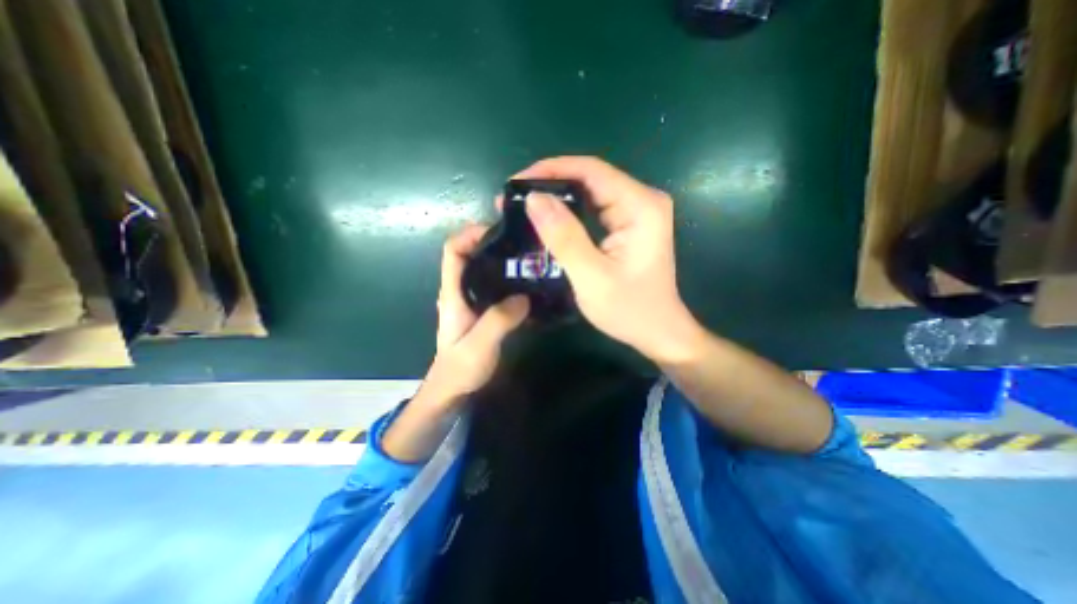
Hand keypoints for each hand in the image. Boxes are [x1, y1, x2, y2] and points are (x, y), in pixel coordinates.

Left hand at [426, 221, 532, 401]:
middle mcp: (460, 291)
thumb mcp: (479, 345)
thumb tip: (524, 297)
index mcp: (452, 293)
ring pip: (484, 270)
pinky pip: (494, 286)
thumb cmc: (460, 369)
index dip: (470, 235)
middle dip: (492, 243)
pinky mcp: (482, 310)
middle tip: (522, 243)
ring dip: (502, 260)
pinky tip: (528, 283)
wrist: (453, 389)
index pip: (453, 251)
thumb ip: (499, 320)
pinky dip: (508, 279)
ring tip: (529, 259)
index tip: (497, 231)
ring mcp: (471, 300)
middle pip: (470, 255)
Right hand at [516, 156, 707, 363]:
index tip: (517, 183)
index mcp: (641, 206)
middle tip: (514, 199)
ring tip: (523, 208)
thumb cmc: (630, 310)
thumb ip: (564, 237)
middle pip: (590, 178)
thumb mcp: (592, 277)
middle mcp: (642, 200)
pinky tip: (547, 220)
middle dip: (549, 185)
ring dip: (556, 198)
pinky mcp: (629, 225)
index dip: (551, 170)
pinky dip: (568, 213)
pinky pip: (593, 209)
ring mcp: (637, 212)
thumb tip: (534, 199)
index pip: (591, 171)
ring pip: (589, 193)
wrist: (657, 331)